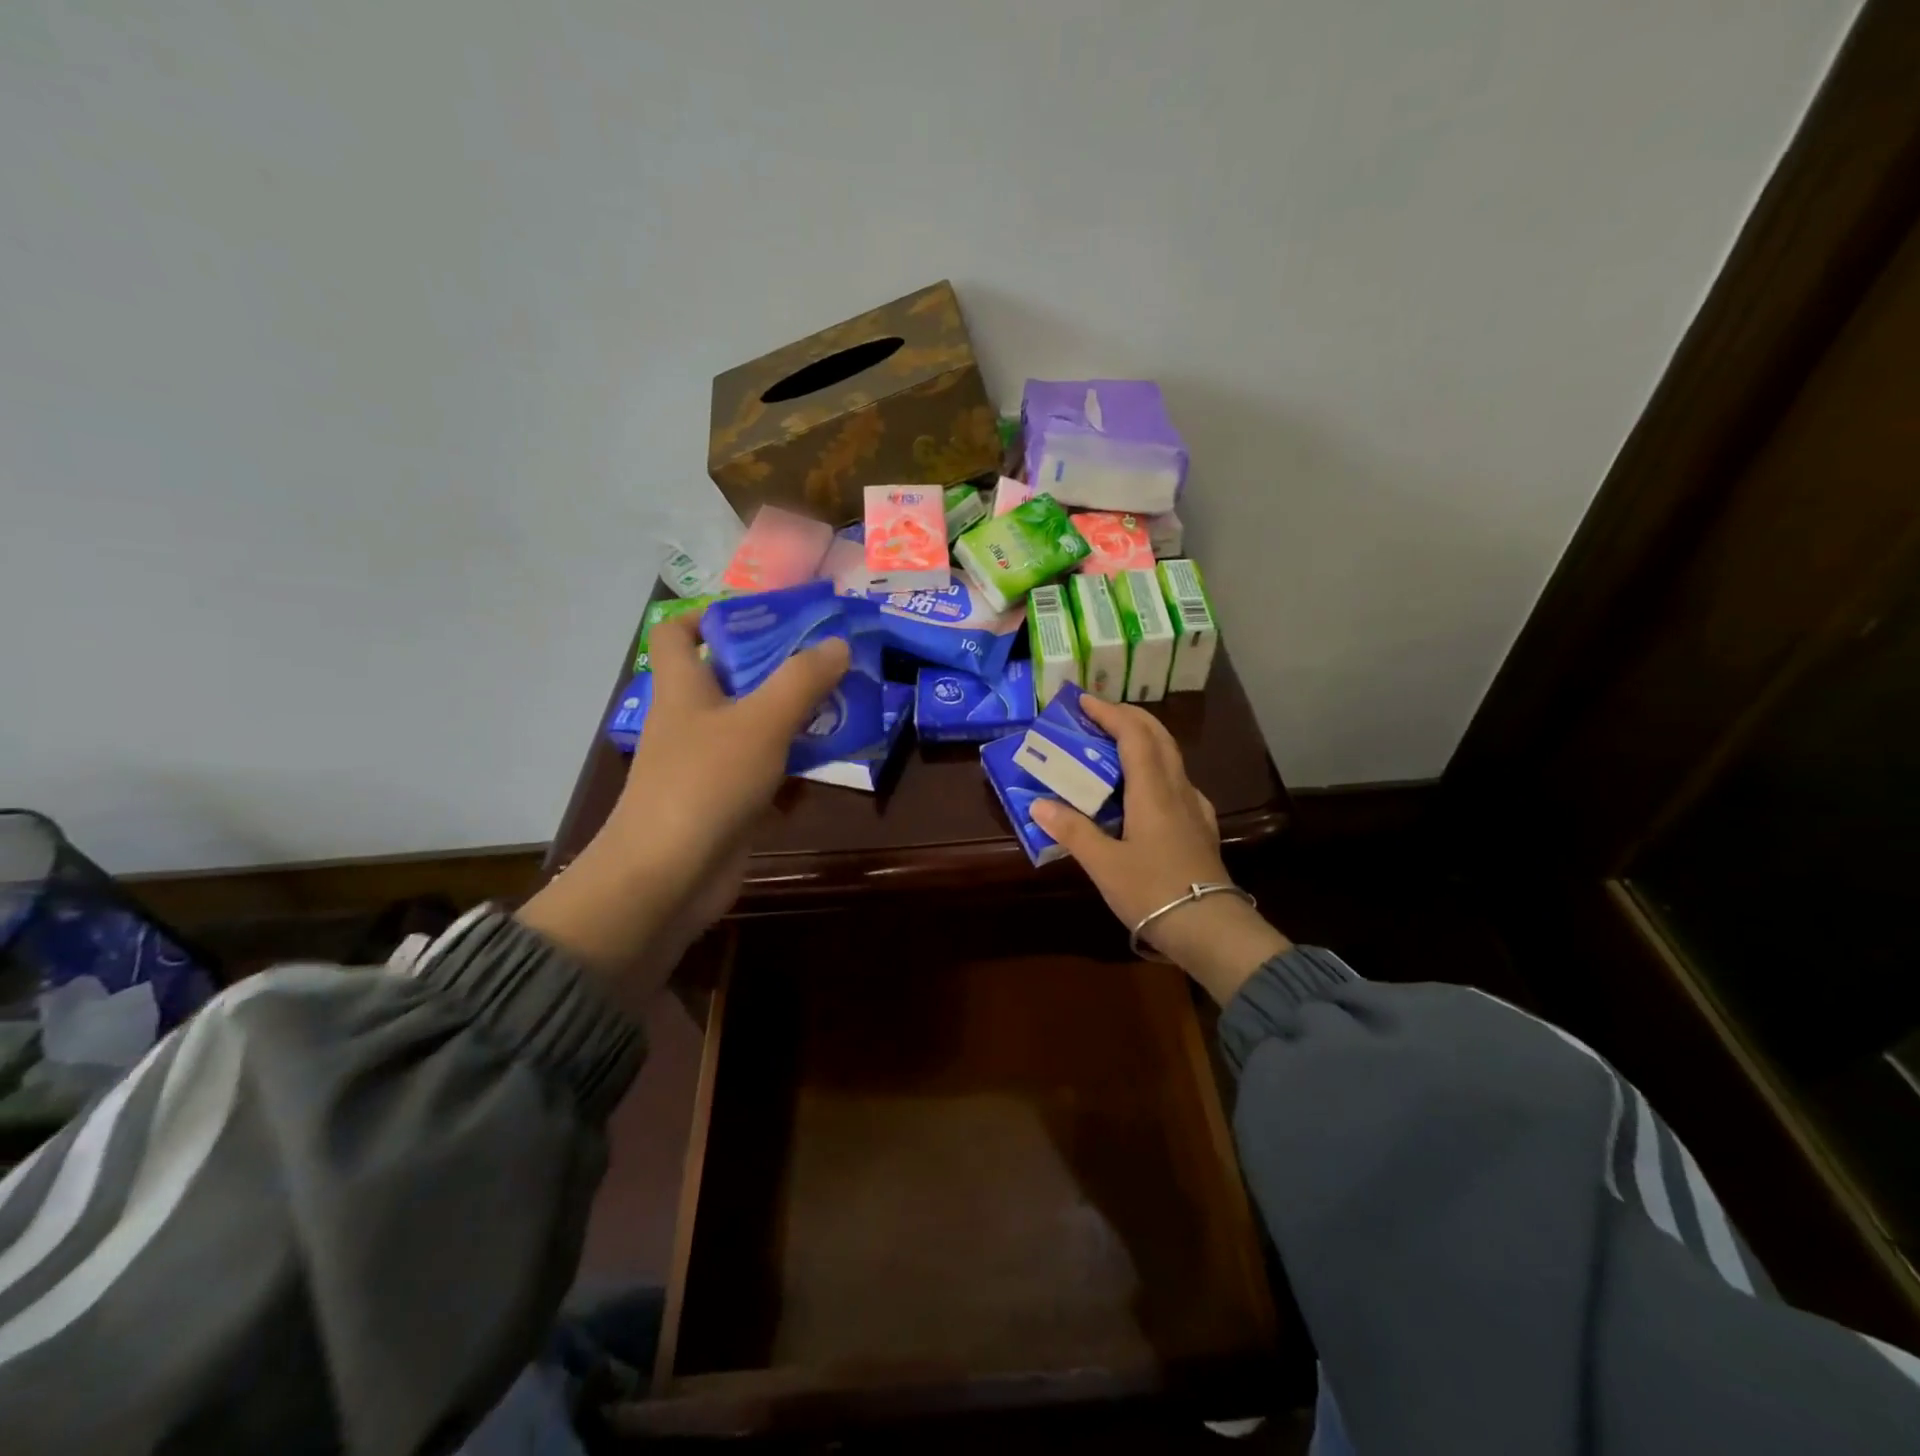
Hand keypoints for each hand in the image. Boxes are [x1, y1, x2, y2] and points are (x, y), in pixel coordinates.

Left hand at [517, 612, 849, 1006]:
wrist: (668, 877)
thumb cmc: (705, 783)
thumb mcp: (761, 722)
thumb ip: (802, 680)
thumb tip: (838, 644)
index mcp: (683, 687)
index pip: (678, 632)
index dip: (711, 615)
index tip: (765, 616)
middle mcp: (691, 718)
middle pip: (732, 676)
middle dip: (779, 666)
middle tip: (829, 659)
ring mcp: (708, 762)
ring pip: (755, 724)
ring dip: (794, 715)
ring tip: (843, 704)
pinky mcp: (726, 800)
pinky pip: (765, 768)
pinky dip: (792, 763)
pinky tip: (829, 762)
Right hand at [1030, 696, 1289, 1004]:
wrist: (1210, 928)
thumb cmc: (1153, 892)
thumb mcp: (1104, 864)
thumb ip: (1073, 830)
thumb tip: (1039, 804)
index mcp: (1153, 791)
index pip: (1133, 735)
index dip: (1110, 713)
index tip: (1084, 700)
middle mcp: (1177, 790)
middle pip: (1159, 737)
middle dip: (1130, 717)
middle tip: (1100, 713)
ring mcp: (1194, 808)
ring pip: (1172, 758)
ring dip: (1145, 739)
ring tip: (1117, 744)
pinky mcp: (1201, 828)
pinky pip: (1178, 782)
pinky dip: (1157, 768)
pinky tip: (1148, 789)